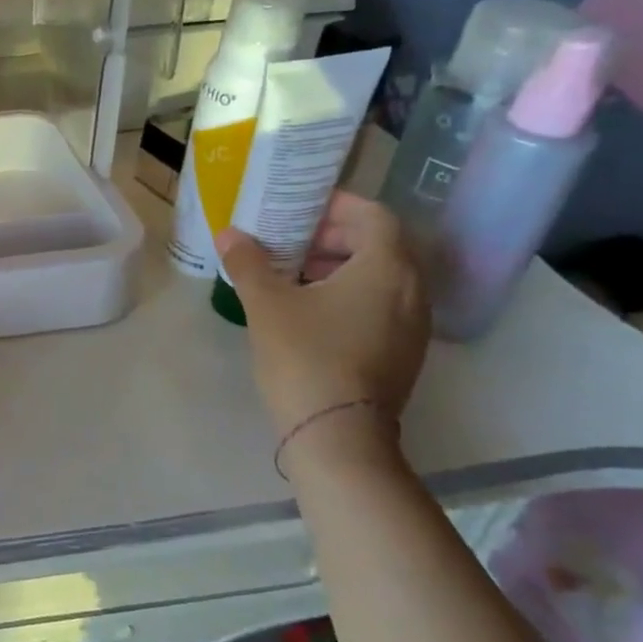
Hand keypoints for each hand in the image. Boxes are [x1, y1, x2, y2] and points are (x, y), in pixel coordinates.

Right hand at [216, 193, 427, 452]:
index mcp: (386, 268)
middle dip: (334, 236)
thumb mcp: (267, 305)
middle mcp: (412, 290)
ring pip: (382, 277)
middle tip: (290, 239)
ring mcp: (413, 326)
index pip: (374, 215)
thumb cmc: (306, 358)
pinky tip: (311, 311)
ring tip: (295, 274)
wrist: (338, 436)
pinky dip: (351, 294)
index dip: (337, 205)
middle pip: (381, 244)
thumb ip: (248, 263)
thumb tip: (229, 234)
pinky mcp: (403, 353)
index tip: (299, 209)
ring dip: (342, 266)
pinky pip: (383, 305)